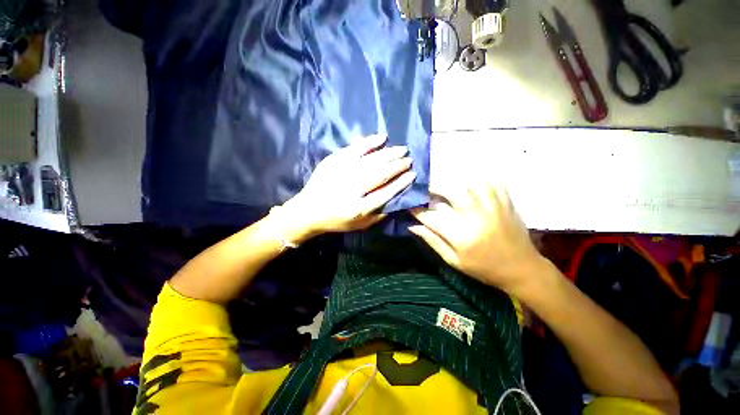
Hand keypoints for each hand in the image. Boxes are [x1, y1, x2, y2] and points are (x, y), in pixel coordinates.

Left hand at [282, 134, 415, 238]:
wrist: (308, 211)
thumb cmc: (336, 220)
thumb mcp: (360, 225)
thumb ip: (379, 214)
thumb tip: (397, 198)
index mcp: (358, 208)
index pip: (386, 193)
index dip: (401, 183)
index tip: (412, 174)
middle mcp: (351, 189)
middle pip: (380, 174)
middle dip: (398, 165)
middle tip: (409, 159)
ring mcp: (341, 173)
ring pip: (371, 160)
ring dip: (389, 153)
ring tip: (402, 149)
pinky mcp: (333, 161)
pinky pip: (355, 148)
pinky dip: (369, 142)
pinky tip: (382, 138)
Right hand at [409, 183, 544, 294]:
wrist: (521, 270)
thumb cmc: (484, 269)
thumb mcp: (454, 261)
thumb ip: (433, 241)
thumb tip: (413, 226)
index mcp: (461, 236)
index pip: (431, 217)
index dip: (417, 210)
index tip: (410, 206)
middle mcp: (476, 218)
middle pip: (451, 192)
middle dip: (434, 188)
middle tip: (428, 190)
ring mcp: (494, 208)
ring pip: (472, 183)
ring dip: (458, 184)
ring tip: (452, 189)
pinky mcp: (507, 204)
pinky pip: (494, 184)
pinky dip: (482, 182)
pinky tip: (474, 188)